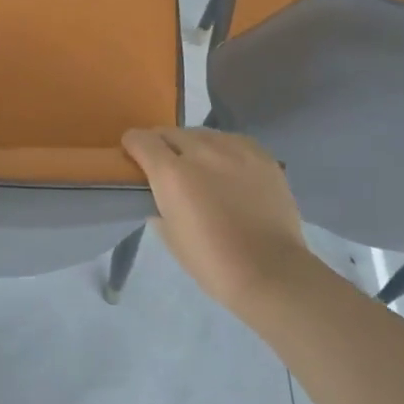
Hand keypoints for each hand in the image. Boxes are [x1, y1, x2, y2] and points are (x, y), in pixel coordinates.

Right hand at [122, 128, 317, 309]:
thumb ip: (158, 206)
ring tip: (200, 166)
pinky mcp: (261, 155)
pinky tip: (228, 168)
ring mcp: (234, 149)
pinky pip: (233, 141)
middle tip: (167, 165)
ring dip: (193, 145)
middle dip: (162, 144)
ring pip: (203, 133)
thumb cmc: (212, 262)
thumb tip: (160, 196)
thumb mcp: (170, 236)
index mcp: (171, 173)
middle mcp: (201, 151)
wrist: (270, 271)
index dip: (133, 145)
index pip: (141, 140)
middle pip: (171, 132)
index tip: (133, 156)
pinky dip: (223, 150)